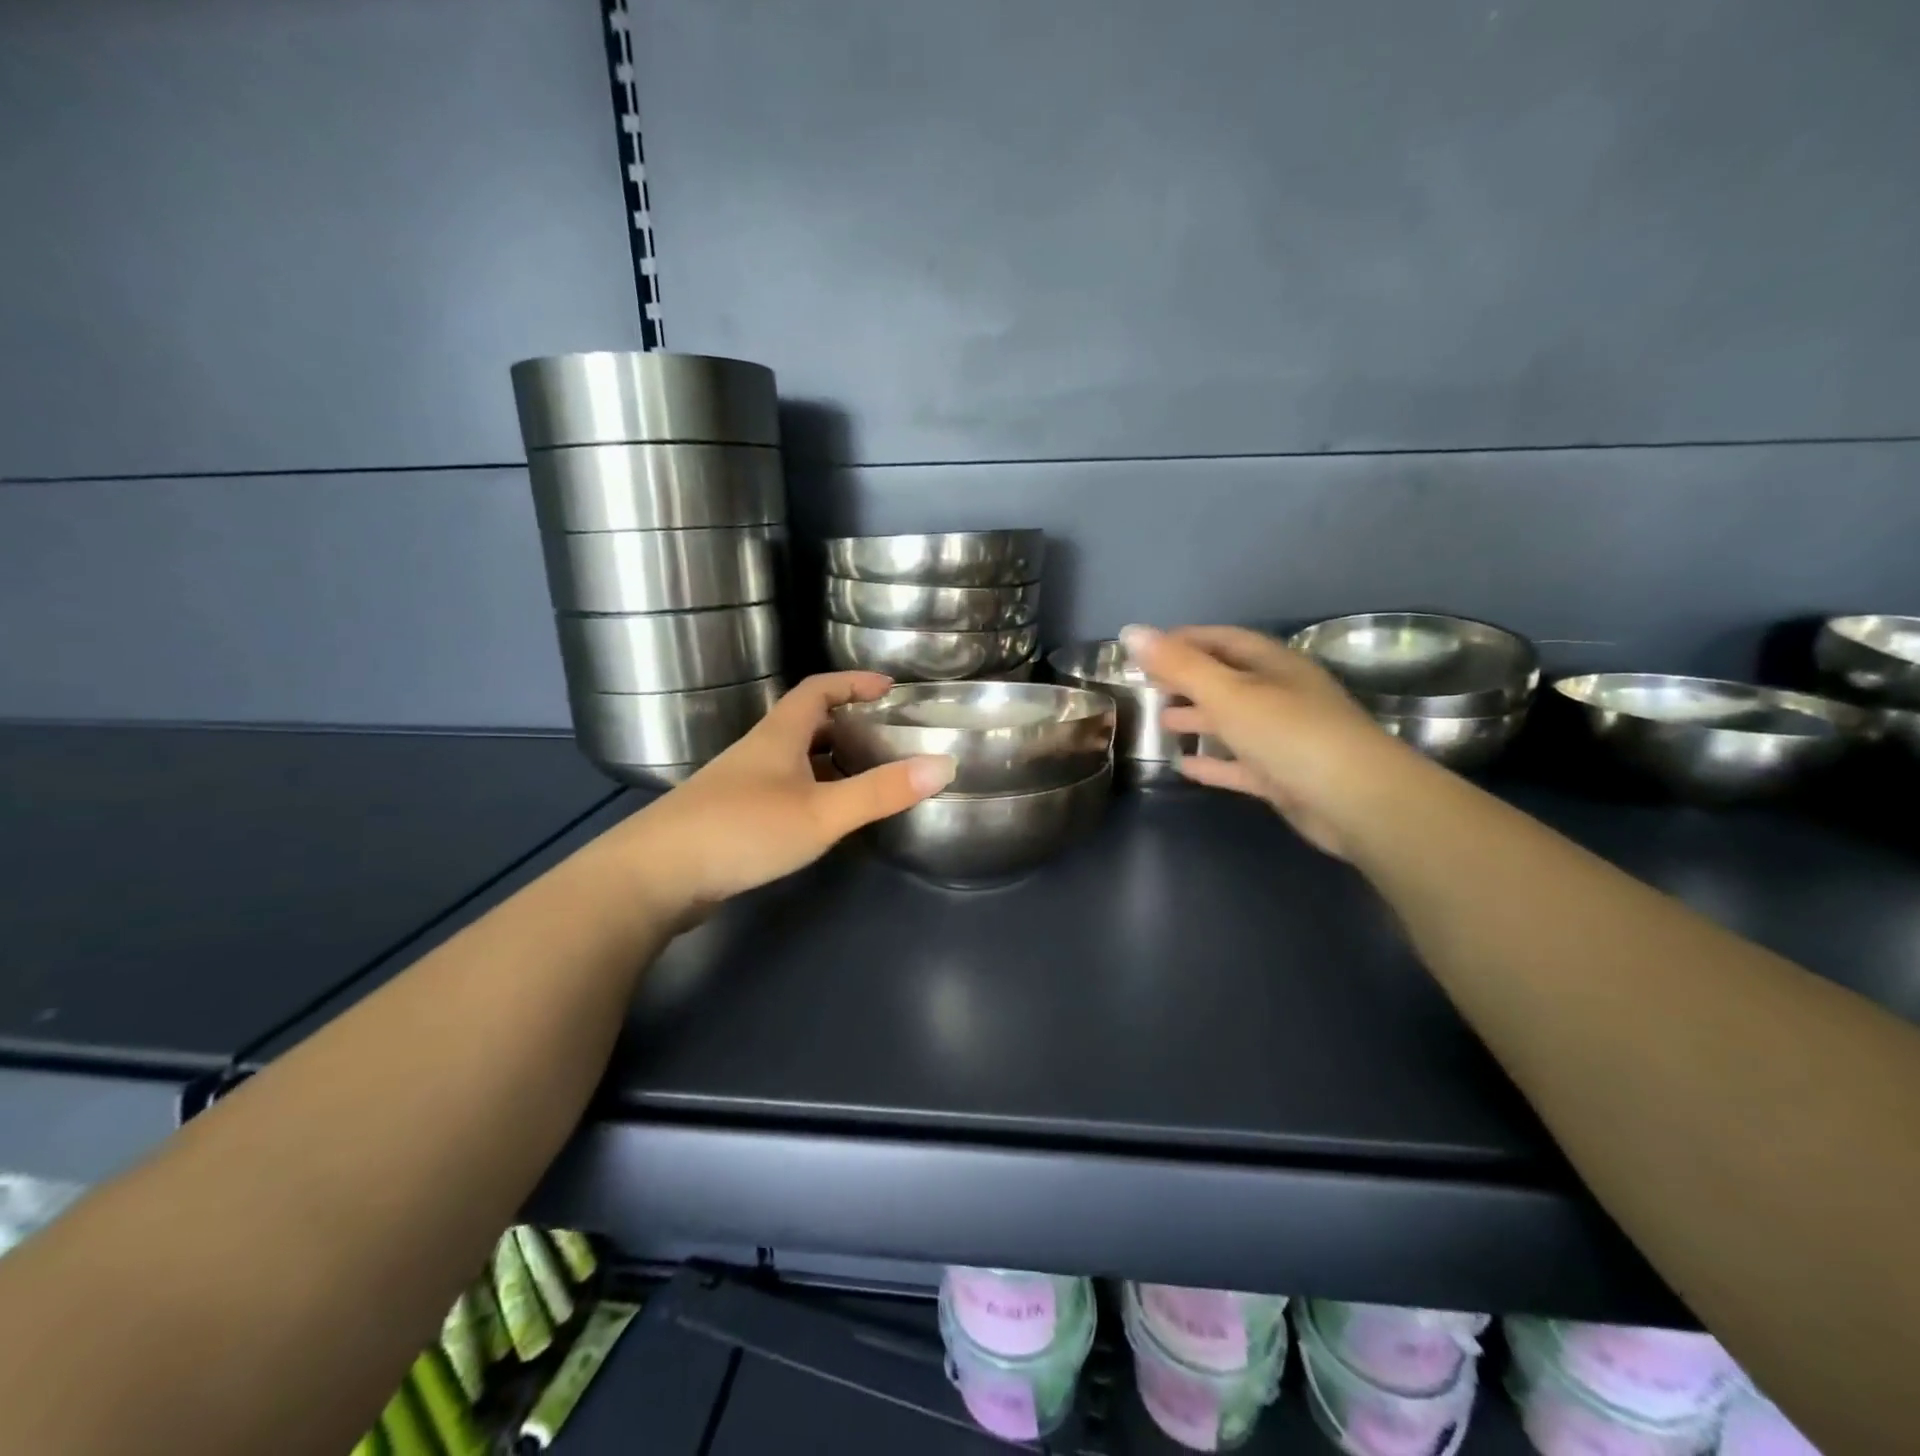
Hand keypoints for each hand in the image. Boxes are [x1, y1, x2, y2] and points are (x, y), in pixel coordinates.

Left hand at [610, 673, 955, 912]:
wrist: (655, 876)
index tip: (889, 688)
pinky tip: (822, 819)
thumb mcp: (821, 811)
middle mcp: (757, 752)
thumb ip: (881, 791)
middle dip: (847, 723)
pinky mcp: (729, 818)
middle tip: (886, 737)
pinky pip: (781, 790)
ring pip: (793, 761)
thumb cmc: (742, 830)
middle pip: (806, 723)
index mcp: (778, 736)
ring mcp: (739, 786)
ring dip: (829, 761)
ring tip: (866, 777)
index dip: (853, 682)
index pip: (818, 689)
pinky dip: (810, 792)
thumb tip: (944, 764)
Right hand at [1122, 624, 1434, 858]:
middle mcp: (1280, 695)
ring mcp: (1284, 737)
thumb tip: (1131, 631)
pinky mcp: (1284, 776)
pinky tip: (1183, 767)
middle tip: (1148, 686)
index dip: (1183, 640)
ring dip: (1199, 720)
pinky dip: (1212, 763)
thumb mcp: (1228, 693)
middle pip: (1227, 679)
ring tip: (1161, 722)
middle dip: (1188, 680)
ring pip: (1233, 722)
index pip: (1222, 640)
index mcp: (1273, 665)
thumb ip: (1179, 665)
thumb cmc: (1289, 734)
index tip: (1145, 649)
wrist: (1357, 801)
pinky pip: (1240, 763)